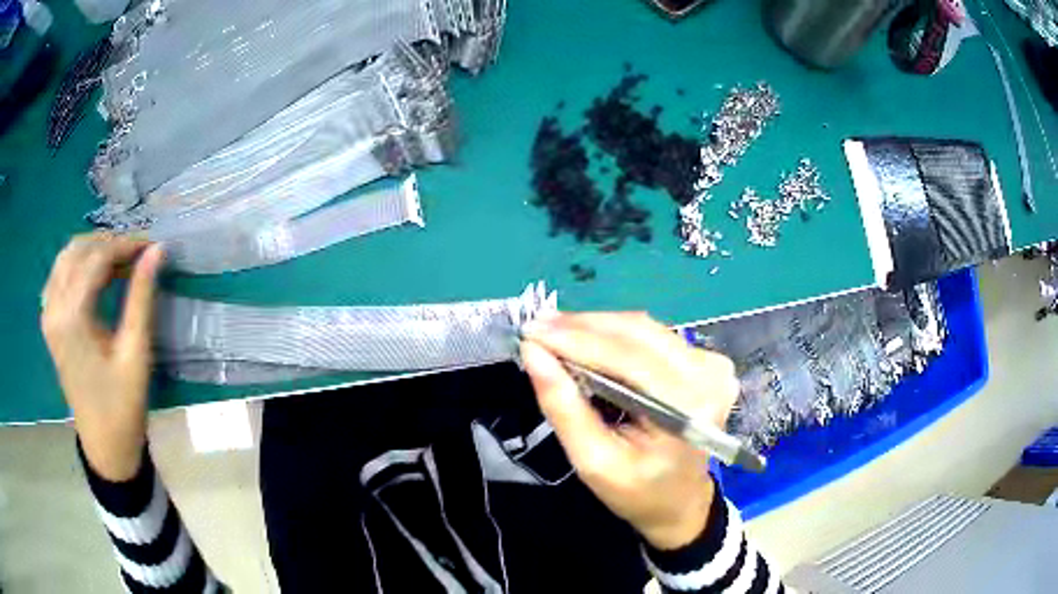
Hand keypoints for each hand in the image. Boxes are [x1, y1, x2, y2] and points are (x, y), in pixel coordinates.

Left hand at [41, 232, 163, 481]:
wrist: (104, 446)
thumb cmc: (122, 406)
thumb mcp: (135, 353)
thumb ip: (142, 297)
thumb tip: (157, 251)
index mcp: (72, 317)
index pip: (96, 258)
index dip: (125, 245)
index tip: (151, 245)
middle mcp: (54, 308)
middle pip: (78, 250)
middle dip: (108, 243)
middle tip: (137, 254)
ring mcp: (48, 315)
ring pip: (66, 257)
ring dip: (92, 250)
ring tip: (118, 262)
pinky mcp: (49, 323)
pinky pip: (59, 276)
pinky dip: (77, 265)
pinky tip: (93, 277)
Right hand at [520, 313, 738, 549]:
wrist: (680, 501)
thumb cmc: (638, 491)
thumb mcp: (594, 462)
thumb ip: (564, 408)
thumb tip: (533, 353)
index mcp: (688, 408)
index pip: (628, 358)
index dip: (576, 340)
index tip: (531, 331)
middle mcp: (709, 375)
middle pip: (638, 332)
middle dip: (582, 327)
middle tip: (537, 328)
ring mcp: (711, 365)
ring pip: (643, 328)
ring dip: (596, 327)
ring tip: (554, 332)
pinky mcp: (705, 360)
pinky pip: (652, 336)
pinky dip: (615, 335)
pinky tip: (586, 341)